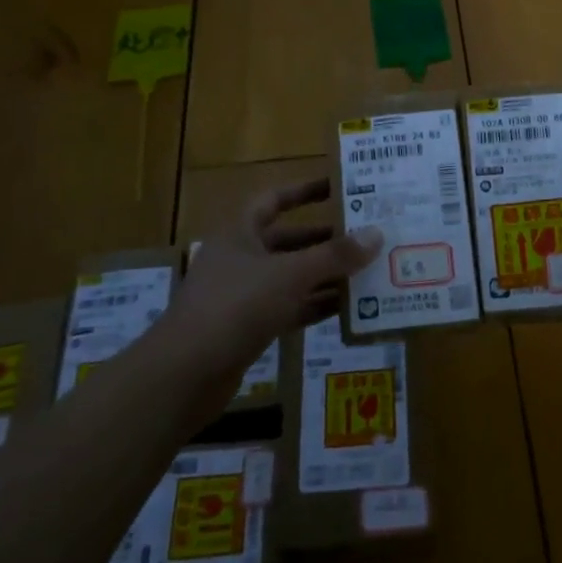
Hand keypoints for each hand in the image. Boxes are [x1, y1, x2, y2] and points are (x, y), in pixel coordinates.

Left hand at [153, 178, 380, 384]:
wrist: (185, 374)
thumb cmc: (236, 306)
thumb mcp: (291, 275)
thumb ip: (334, 256)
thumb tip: (376, 233)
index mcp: (241, 233)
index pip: (275, 200)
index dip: (305, 191)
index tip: (339, 187)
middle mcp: (241, 259)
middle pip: (288, 241)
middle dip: (324, 239)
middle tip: (364, 236)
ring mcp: (243, 296)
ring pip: (291, 277)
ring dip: (324, 275)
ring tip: (366, 272)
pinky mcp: (248, 328)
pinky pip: (289, 309)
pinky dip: (314, 307)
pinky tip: (347, 309)